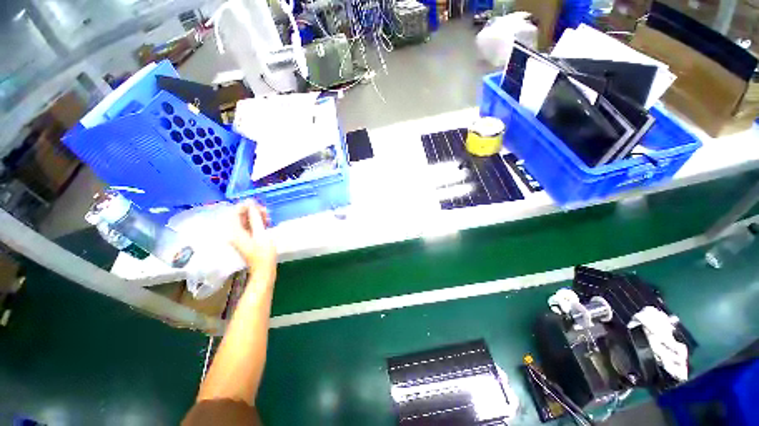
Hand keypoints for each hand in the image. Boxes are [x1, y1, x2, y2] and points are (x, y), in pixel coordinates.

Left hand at [230, 201, 276, 273]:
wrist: (264, 269)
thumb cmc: (264, 253)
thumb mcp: (261, 233)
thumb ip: (255, 217)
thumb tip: (251, 203)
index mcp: (234, 231)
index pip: (234, 212)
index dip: (246, 206)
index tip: (259, 205)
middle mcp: (233, 233)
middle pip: (240, 216)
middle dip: (253, 211)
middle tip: (266, 213)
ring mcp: (239, 236)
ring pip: (245, 220)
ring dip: (256, 217)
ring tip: (268, 218)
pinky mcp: (245, 239)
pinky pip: (248, 226)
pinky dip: (256, 223)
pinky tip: (266, 224)